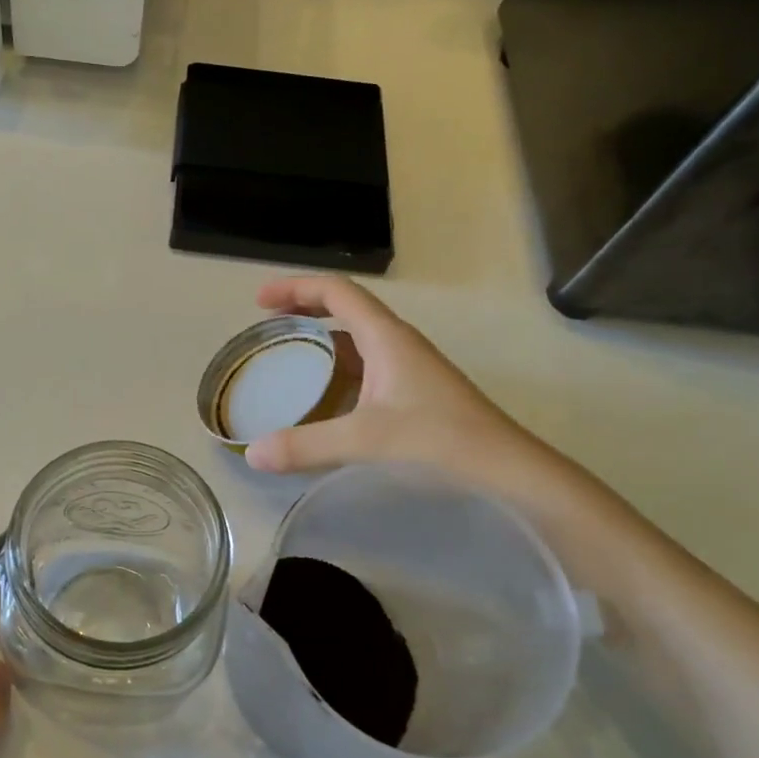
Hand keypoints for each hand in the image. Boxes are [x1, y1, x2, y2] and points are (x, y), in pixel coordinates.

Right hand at [244, 276, 575, 508]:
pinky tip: (322, 400)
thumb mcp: (365, 440)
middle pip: (344, 310)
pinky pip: (364, 368)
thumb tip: (252, 454)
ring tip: (286, 360)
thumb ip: (306, 446)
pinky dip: (336, 371)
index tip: (260, 301)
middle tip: (268, 327)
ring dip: (320, 342)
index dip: (295, 288)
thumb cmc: (438, 440)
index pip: (336, 291)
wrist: (506, 469)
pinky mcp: (412, 392)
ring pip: (355, 341)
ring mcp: (407, 368)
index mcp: (386, 337)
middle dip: (303, 311)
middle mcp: (396, 343)